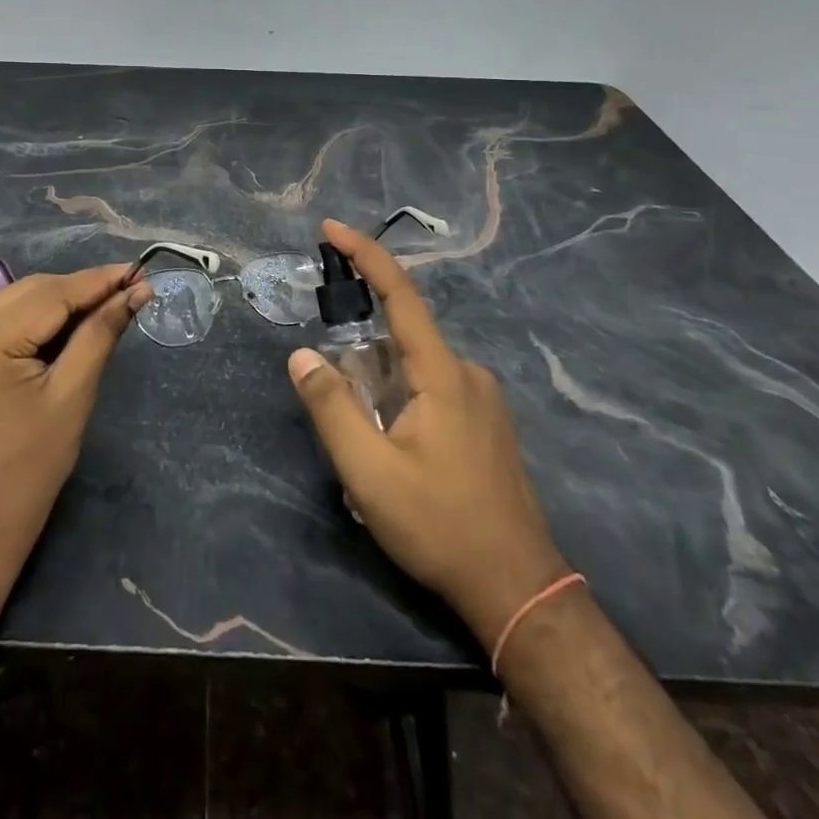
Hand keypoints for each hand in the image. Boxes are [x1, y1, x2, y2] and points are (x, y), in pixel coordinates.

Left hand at [0, 265, 150, 571]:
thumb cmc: (29, 470)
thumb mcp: (72, 396)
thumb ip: (100, 334)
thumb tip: (135, 292)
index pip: (50, 294)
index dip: (98, 281)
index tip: (139, 270)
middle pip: (31, 291)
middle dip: (81, 289)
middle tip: (129, 289)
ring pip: (16, 300)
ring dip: (60, 301)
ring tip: (106, 304)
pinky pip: (0, 319)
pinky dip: (35, 318)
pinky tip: (67, 324)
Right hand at [287, 220, 569, 652]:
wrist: (518, 589)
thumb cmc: (439, 525)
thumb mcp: (369, 472)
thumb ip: (331, 408)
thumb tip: (301, 355)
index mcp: (443, 373)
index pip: (400, 294)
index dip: (365, 255)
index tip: (331, 229)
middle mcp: (468, 373)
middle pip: (402, 338)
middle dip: (360, 357)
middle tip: (341, 410)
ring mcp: (483, 399)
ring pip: (416, 369)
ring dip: (381, 387)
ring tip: (370, 449)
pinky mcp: (487, 423)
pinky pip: (434, 389)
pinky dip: (402, 400)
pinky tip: (397, 450)